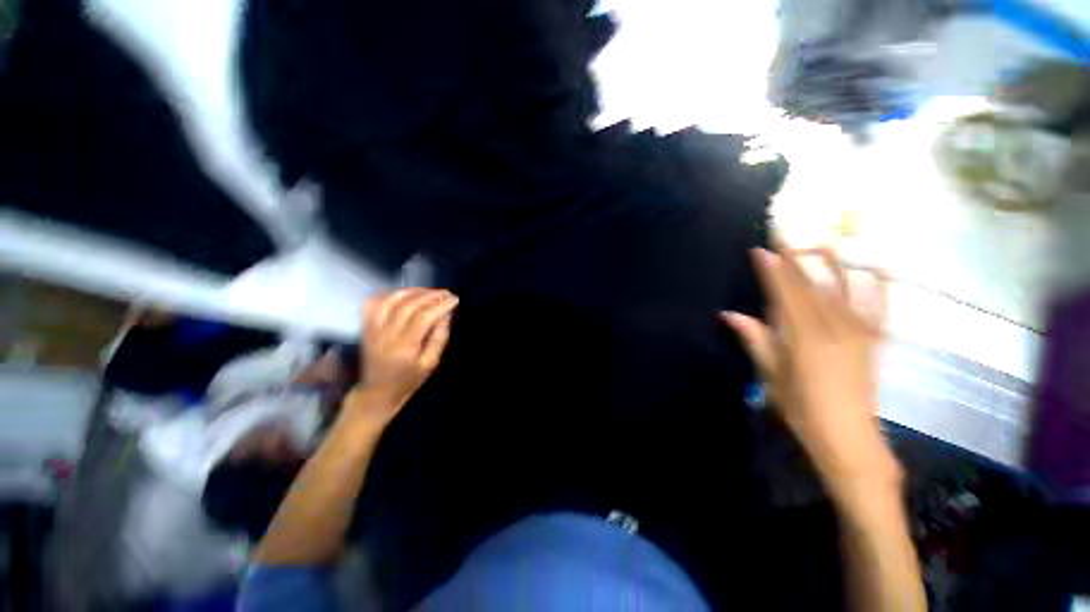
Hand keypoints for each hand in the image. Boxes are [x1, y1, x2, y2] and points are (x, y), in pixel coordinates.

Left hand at [344, 288, 457, 425]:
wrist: (376, 393)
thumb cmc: (408, 381)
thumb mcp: (430, 364)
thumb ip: (439, 339)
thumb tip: (446, 315)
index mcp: (404, 347)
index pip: (423, 317)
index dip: (440, 305)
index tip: (454, 300)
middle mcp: (385, 335)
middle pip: (408, 305)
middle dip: (430, 295)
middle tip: (446, 293)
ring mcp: (372, 330)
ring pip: (390, 300)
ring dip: (412, 291)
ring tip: (429, 291)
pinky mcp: (365, 327)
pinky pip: (373, 303)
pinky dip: (389, 294)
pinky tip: (404, 294)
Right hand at [722, 246, 900, 495]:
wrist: (848, 437)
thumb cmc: (801, 408)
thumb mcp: (771, 375)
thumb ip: (755, 340)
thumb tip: (729, 314)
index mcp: (803, 338)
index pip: (785, 295)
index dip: (773, 271)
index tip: (761, 250)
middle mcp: (833, 329)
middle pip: (811, 286)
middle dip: (797, 258)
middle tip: (786, 233)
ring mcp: (858, 333)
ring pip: (842, 290)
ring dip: (832, 263)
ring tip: (824, 239)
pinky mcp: (873, 341)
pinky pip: (877, 309)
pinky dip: (877, 287)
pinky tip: (876, 268)